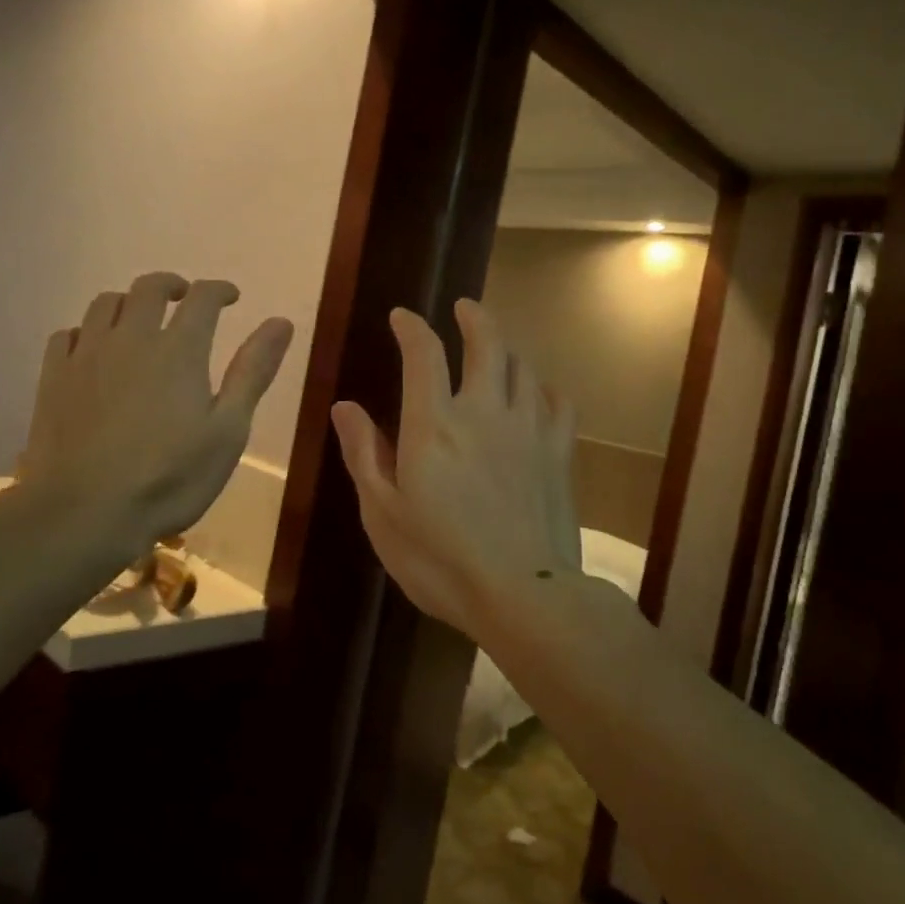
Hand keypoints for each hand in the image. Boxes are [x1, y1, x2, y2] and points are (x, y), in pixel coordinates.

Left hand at [15, 273, 292, 553]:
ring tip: (141, 320)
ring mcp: (86, 355)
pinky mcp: (53, 378)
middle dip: (172, 285)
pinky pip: (68, 334)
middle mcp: (131, 338)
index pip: (202, 298)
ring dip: (129, 302)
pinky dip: (89, 331)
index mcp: (179, 349)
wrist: (84, 513)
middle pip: (149, 288)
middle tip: (185, 298)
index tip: (231, 297)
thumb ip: (252, 372)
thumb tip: (281, 322)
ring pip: (105, 304)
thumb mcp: (228, 430)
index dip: (220, 290)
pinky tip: (95, 351)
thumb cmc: (169, 478)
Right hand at [331, 300, 580, 639]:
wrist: (522, 595)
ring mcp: (529, 429)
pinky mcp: (559, 453)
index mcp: (435, 424)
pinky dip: (545, 388)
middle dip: (474, 317)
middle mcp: (485, 412)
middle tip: (464, 308)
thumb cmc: (439, 559)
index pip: (424, 354)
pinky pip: (558, 402)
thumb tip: (345, 406)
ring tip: (497, 347)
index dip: (412, 327)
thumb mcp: (382, 513)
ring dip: (507, 347)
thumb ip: (364, 454)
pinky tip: (539, 393)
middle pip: (488, 343)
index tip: (402, 316)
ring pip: (524, 367)